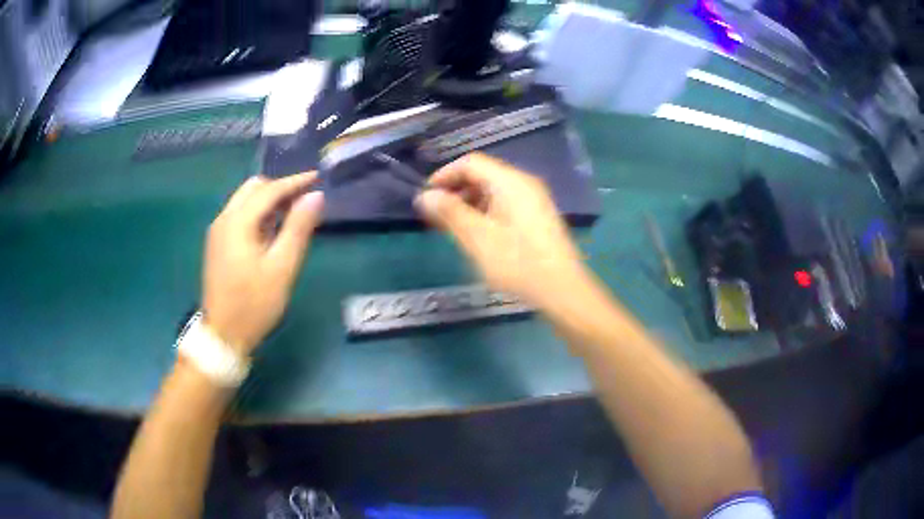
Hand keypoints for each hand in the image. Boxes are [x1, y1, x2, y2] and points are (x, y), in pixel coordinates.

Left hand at [202, 173, 323, 353]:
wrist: (223, 335)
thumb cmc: (254, 304)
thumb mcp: (282, 268)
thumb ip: (298, 228)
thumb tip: (315, 196)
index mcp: (237, 222)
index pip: (269, 190)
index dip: (294, 182)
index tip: (317, 178)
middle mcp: (223, 219)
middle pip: (253, 188)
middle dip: (279, 188)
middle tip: (304, 199)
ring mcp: (217, 232)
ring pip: (244, 200)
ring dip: (267, 200)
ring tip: (291, 214)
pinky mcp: (217, 244)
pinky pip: (239, 215)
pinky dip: (257, 213)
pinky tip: (271, 230)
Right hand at [415, 153, 587, 308]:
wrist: (562, 290)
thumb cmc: (518, 263)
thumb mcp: (477, 238)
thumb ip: (450, 212)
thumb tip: (425, 195)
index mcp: (510, 181)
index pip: (471, 163)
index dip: (444, 175)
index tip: (425, 196)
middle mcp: (524, 184)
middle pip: (483, 175)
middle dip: (455, 190)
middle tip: (434, 214)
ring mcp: (534, 200)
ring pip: (493, 191)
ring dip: (468, 203)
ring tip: (450, 227)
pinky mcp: (537, 218)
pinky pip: (505, 205)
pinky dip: (485, 213)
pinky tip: (476, 234)